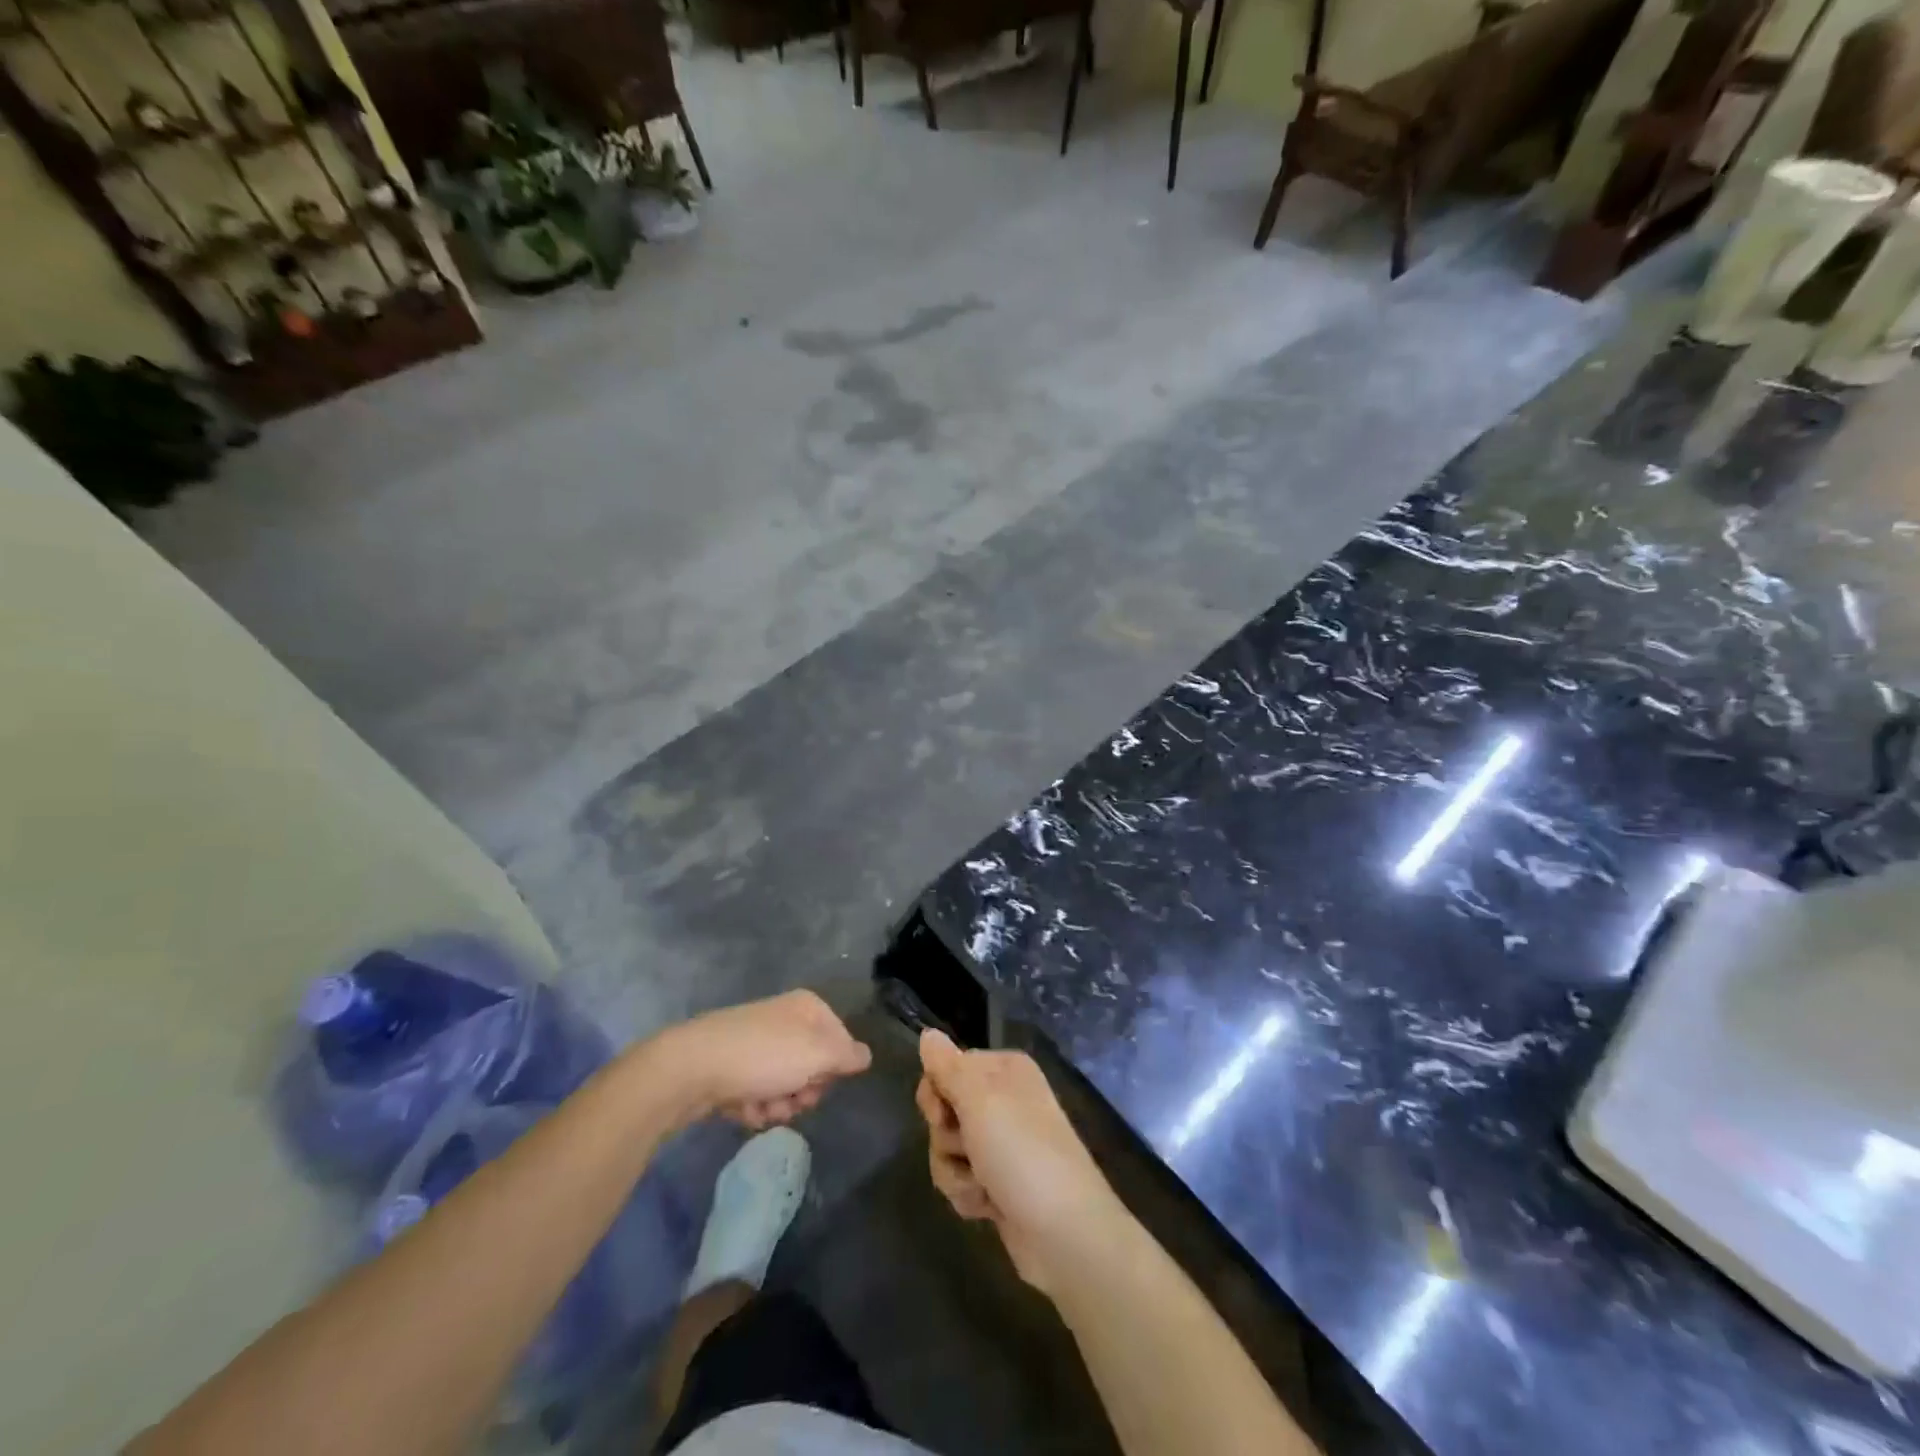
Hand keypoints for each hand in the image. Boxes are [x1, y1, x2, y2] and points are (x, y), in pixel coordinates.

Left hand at [651, 990, 872, 1128]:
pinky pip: (758, 1093)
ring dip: (779, 1105)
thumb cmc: (762, 1056)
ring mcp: (757, 1042)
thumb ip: (847, 1056)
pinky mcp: (733, 1066)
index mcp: (807, 1007)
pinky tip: (741, 1109)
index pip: (842, 1041)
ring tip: (761, 1108)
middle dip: (804, 1091)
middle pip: (814, 1065)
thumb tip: (866, 1056)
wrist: (691, 1067)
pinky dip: (754, 1107)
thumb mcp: (817, 1054)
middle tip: (790, 1098)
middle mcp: (784, 1019)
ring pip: (786, 1085)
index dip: (835, 1068)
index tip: (820, 1082)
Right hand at [916, 1029, 1132, 1295]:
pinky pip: (961, 1179)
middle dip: (946, 1138)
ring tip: (983, 1186)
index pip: (946, 1067)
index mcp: (1004, 1070)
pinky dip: (969, 1194)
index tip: (942, 1114)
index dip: (936, 1093)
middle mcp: (1004, 1100)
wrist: (1065, 1233)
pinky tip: (989, 1207)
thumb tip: (927, 1033)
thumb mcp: (980, 1100)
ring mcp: (1002, 1144)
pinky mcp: (998, 1183)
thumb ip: (947, 1066)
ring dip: (956, 1172)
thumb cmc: (1022, 1153)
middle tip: (969, 1149)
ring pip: (947, 1149)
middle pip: (944, 1110)